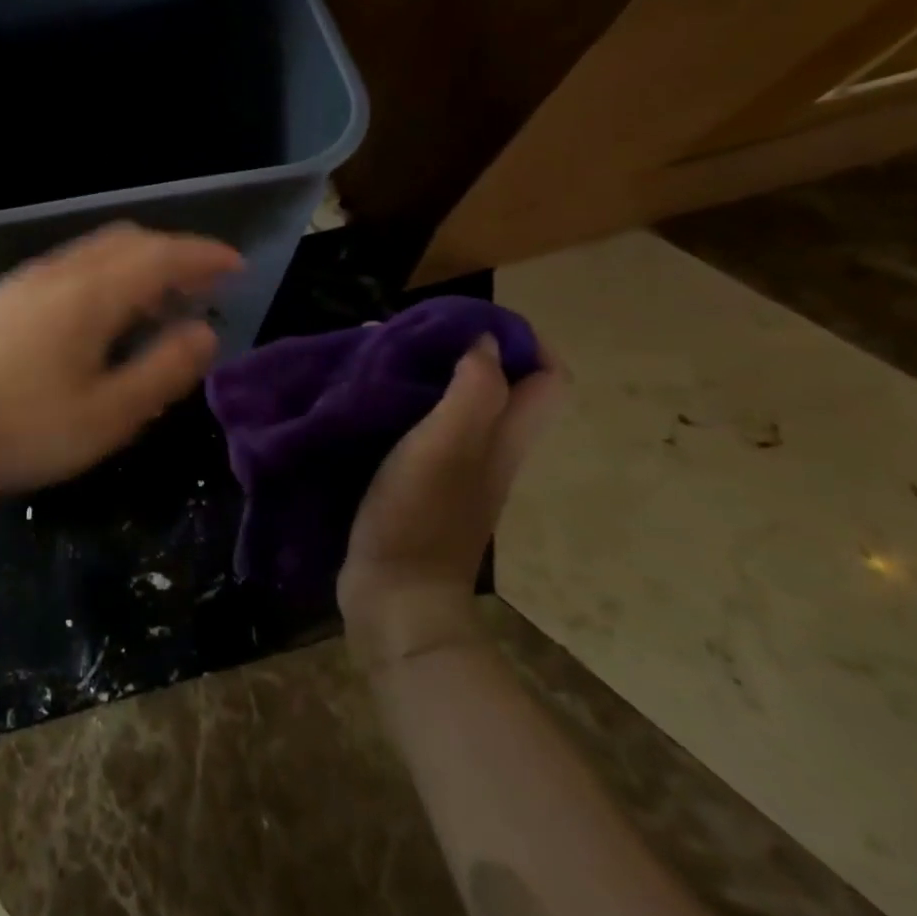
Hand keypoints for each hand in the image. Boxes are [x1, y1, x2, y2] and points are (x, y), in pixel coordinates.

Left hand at [0, 222, 242, 492]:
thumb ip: (165, 370)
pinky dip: (101, 277)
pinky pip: (66, 269)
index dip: (204, 256)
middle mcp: (57, 272)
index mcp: (90, 294)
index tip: (236, 266)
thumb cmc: (25, 430)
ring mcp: (23, 281)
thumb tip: (205, 332)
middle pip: (128, 242)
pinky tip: (97, 320)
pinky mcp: (0, 298)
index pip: (161, 255)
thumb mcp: (110, 415)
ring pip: (93, 253)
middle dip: (172, 256)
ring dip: (135, 266)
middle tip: (200, 289)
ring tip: (155, 305)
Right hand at [337, 334, 562, 673]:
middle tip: (416, 333)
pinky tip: (367, 395)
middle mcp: (490, 448)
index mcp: (506, 438)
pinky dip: (405, 399)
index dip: (523, 340)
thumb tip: (485, 340)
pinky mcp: (421, 479)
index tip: (470, 321)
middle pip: (504, 385)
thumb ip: (472, 392)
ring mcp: (456, 466)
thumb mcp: (447, 447)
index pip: (548, 378)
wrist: (394, 594)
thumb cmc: (420, 516)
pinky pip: (425, 423)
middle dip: (469, 348)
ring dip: (431, 370)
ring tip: (384, 353)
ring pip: (461, 401)